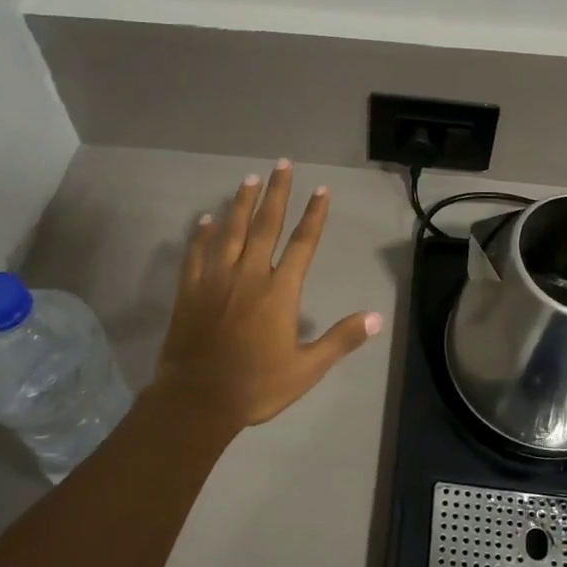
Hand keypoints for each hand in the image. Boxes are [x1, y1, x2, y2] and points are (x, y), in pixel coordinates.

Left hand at [153, 160, 382, 428]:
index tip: (321, 189)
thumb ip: (341, 339)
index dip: (314, 214)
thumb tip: (377, 317)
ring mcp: (216, 279)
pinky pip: (196, 253)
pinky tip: (204, 219)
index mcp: (279, 291)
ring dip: (241, 203)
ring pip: (231, 231)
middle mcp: (249, 275)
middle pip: (265, 225)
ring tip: (249, 179)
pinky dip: (201, 234)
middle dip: (277, 193)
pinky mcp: (190, 290)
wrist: (197, 401)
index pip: (302, 243)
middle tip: (282, 164)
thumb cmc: (256, 386)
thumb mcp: (307, 368)